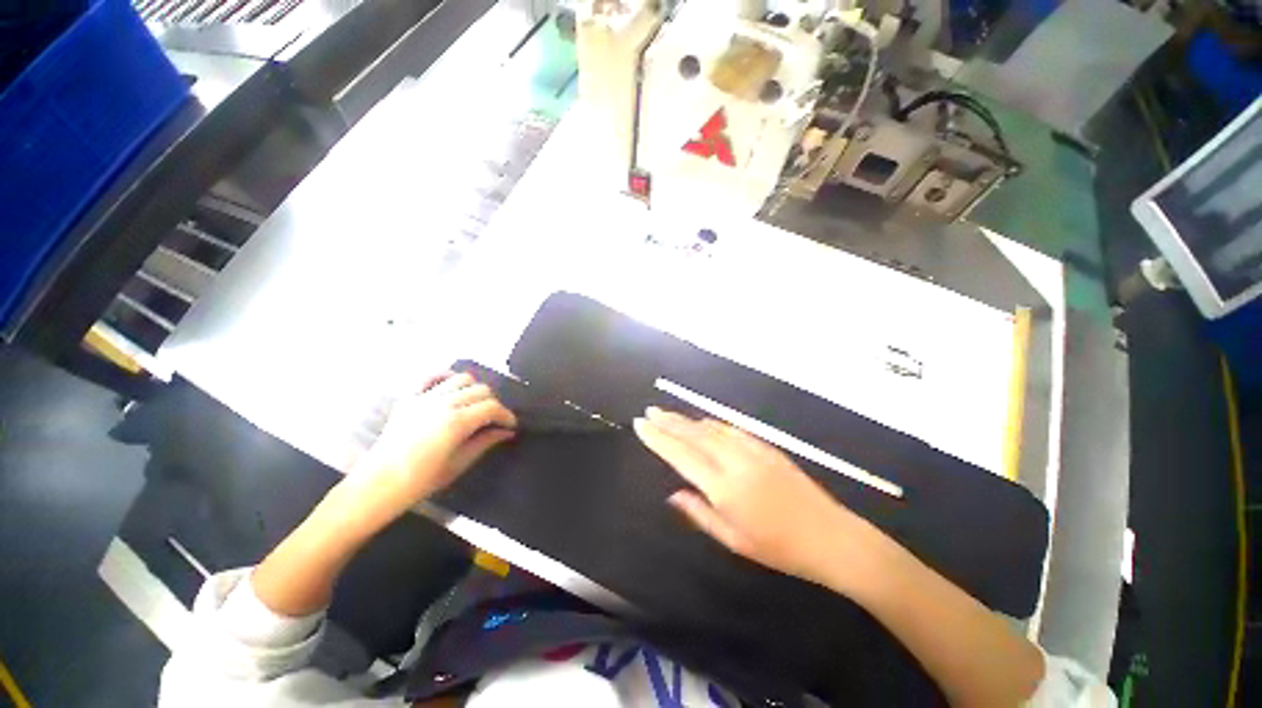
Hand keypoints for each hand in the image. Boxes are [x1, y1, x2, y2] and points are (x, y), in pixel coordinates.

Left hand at [344, 372, 516, 528]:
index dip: (506, 415)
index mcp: (456, 422)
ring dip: (474, 389)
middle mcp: (443, 403)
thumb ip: (485, 442)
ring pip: (461, 378)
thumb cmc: (421, 481)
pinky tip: (452, 386)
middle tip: (493, 419)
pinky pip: (431, 376)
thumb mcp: (459, 464)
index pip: (492, 407)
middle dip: (493, 403)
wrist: (377, 484)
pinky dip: (445, 376)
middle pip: (481, 390)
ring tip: (474, 404)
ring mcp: (424, 397)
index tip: (510, 425)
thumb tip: (507, 431)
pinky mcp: (409, 397)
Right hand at [633, 406, 869, 587]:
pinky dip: (712, 423)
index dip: (658, 438)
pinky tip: (703, 422)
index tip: (641, 425)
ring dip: (687, 420)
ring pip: (711, 428)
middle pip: (694, 434)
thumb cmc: (779, 548)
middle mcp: (734, 462)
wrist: (830, 537)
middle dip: (669, 421)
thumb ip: (699, 513)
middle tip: (650, 411)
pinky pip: (731, 429)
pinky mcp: (766, 446)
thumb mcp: (734, 541)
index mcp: (723, 488)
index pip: (681, 455)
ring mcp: (752, 450)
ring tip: (668, 414)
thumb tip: (674, 494)